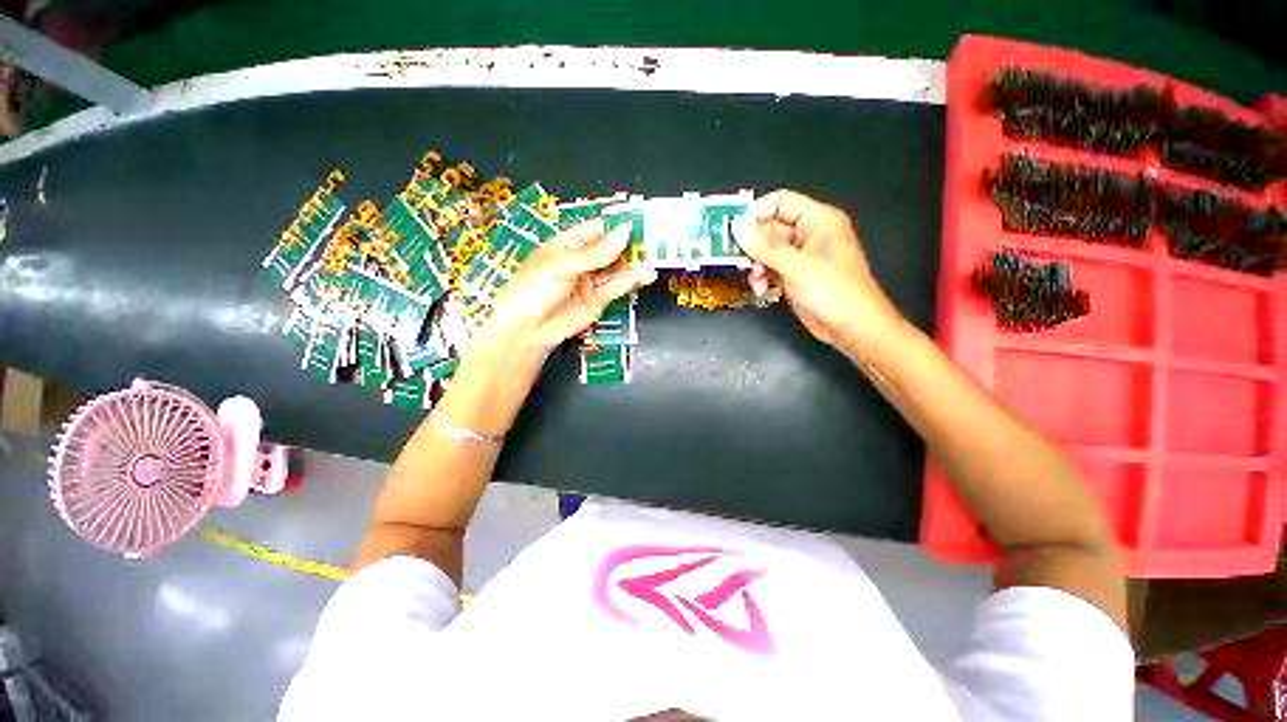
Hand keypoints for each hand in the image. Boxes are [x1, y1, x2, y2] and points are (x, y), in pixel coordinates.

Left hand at [475, 217, 656, 353]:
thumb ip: (596, 252)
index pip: (596, 229)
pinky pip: (616, 288)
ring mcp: (590, 281)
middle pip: (610, 249)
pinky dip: (629, 282)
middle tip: (651, 240)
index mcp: (566, 244)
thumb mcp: (563, 265)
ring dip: (634, 264)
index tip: (638, 220)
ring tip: (652, 258)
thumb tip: (623, 233)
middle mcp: (581, 262)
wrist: (527, 330)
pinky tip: (642, 275)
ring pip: (616, 269)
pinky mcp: (598, 300)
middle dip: (629, 245)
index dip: (616, 225)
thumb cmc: (532, 290)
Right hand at [733, 190, 902, 352]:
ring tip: (755, 280)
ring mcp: (801, 257)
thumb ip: (765, 247)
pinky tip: (761, 289)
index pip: (780, 203)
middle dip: (753, 246)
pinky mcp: (794, 276)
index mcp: (818, 220)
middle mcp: (809, 234)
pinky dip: (762, 278)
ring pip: (767, 252)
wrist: (852, 328)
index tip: (734, 232)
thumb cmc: (833, 292)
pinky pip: (770, 269)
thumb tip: (737, 227)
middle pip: (770, 228)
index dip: (756, 213)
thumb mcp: (797, 266)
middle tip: (739, 260)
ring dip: (756, 265)